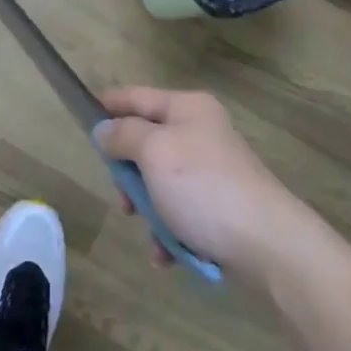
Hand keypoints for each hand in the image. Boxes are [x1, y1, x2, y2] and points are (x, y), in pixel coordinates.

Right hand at [95, 87, 308, 282]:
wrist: (268, 244)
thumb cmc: (204, 188)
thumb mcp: (154, 152)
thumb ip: (124, 135)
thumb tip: (104, 129)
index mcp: (188, 108)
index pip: (138, 96)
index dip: (109, 104)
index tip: (82, 115)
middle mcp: (201, 132)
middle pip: (147, 142)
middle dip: (129, 173)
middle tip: (123, 197)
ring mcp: (213, 171)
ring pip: (160, 182)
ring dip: (149, 209)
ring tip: (151, 232)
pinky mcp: (220, 207)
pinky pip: (180, 212)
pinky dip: (169, 232)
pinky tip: (166, 254)